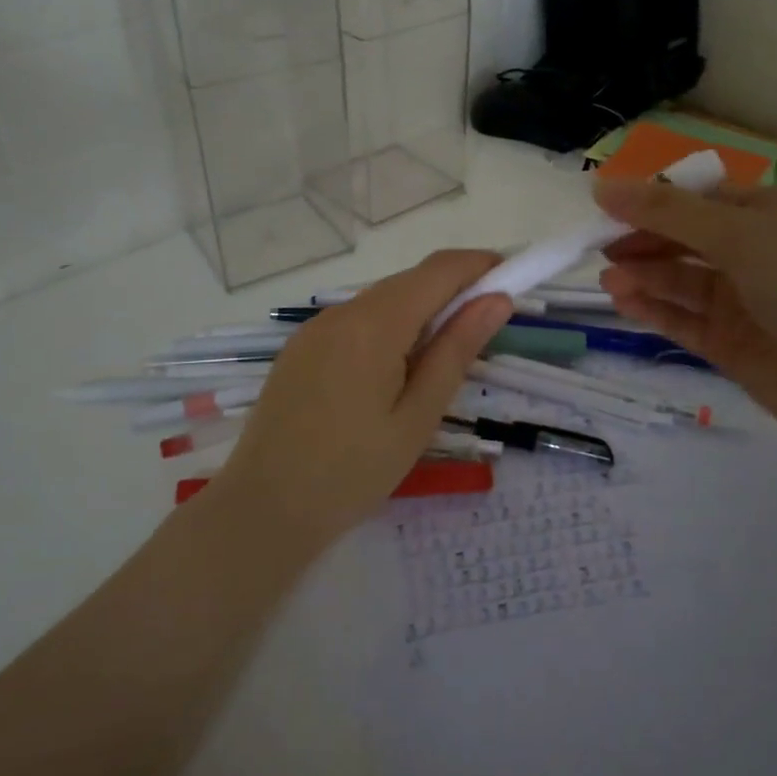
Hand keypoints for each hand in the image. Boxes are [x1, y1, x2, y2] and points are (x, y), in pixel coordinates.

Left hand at [208, 251, 513, 549]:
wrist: (263, 509)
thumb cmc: (352, 472)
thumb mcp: (418, 416)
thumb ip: (457, 350)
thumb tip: (497, 300)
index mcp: (374, 324)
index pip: (439, 270)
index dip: (479, 265)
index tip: (513, 280)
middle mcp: (341, 312)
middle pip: (410, 281)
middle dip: (453, 290)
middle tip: (485, 328)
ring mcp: (315, 328)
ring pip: (382, 299)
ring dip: (420, 310)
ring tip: (442, 356)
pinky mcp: (301, 347)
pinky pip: (356, 320)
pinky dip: (388, 326)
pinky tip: (394, 368)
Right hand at [595, 180, 776, 466]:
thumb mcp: (739, 236)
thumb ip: (667, 213)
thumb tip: (602, 186)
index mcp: (765, 213)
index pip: (694, 198)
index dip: (649, 200)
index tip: (601, 207)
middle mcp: (753, 252)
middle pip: (682, 239)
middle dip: (641, 241)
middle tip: (596, 248)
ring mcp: (741, 301)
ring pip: (678, 281)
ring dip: (643, 277)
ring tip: (608, 281)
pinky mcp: (731, 344)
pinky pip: (682, 320)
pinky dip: (653, 310)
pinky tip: (624, 303)